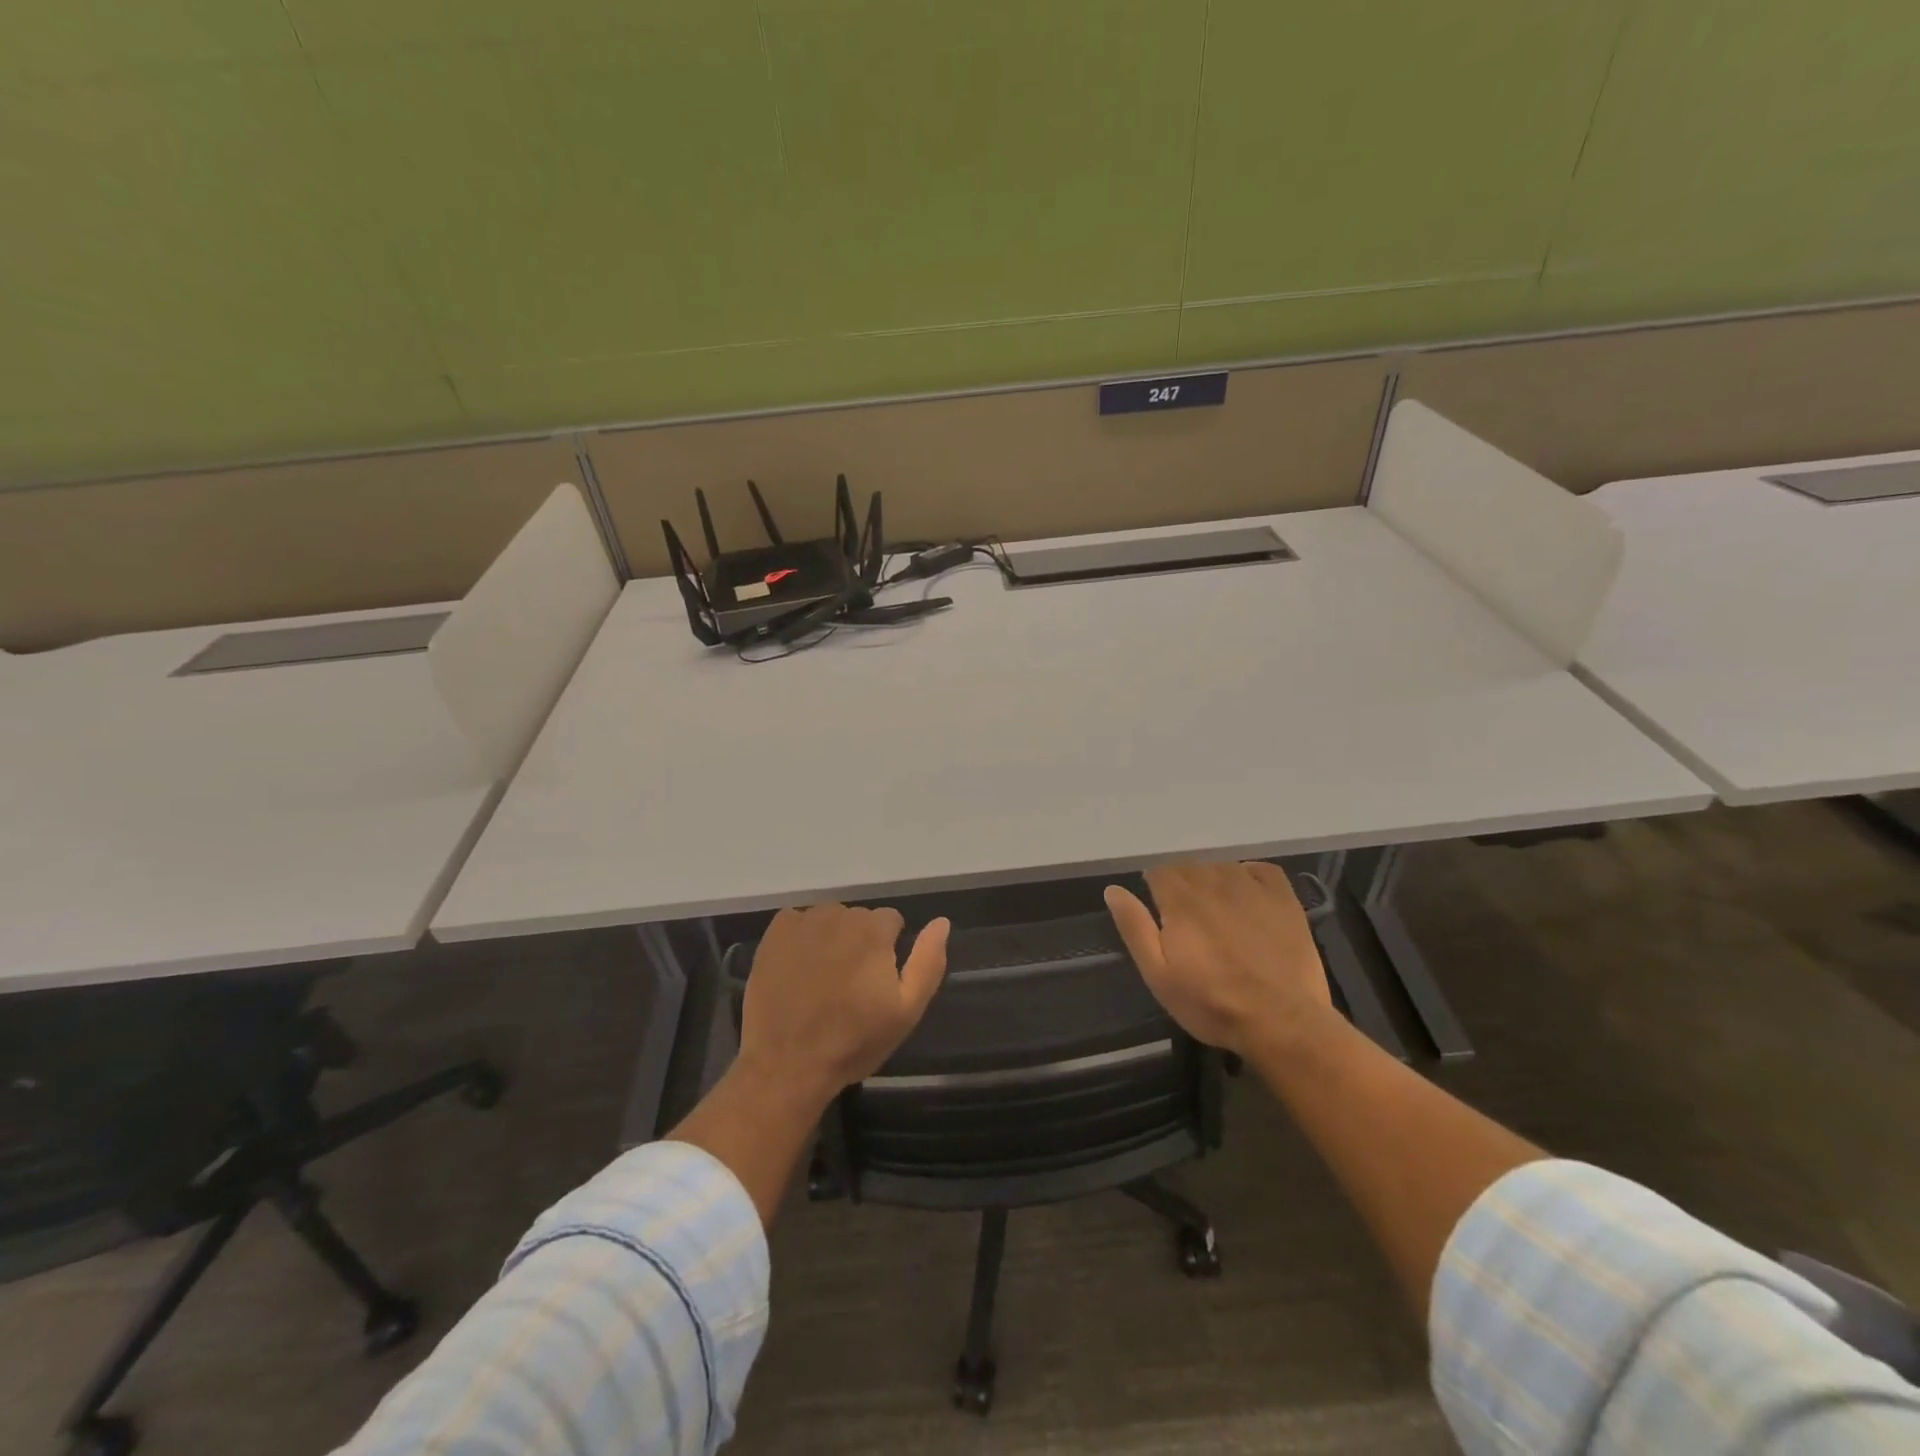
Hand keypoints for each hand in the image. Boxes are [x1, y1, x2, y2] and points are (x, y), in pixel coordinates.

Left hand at [737, 904, 949, 1101]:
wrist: (786, 1065)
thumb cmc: (853, 1041)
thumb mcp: (906, 1011)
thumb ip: (928, 962)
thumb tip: (941, 922)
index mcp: (874, 930)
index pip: (891, 921)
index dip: (889, 950)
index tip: (877, 981)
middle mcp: (839, 915)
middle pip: (859, 919)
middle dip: (860, 943)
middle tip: (849, 985)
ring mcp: (803, 922)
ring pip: (829, 919)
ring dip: (831, 939)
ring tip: (822, 979)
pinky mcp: (775, 933)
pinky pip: (797, 922)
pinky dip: (801, 938)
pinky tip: (798, 968)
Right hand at [1104, 861, 1334, 1056]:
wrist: (1283, 1023)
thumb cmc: (1212, 1004)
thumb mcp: (1159, 975)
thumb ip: (1135, 928)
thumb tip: (1113, 890)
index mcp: (1180, 900)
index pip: (1158, 871)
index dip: (1155, 888)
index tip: (1159, 911)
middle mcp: (1214, 883)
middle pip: (1189, 866)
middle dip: (1182, 885)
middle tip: (1187, 918)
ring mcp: (1252, 888)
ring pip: (1222, 866)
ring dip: (1213, 880)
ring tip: (1216, 910)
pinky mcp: (1283, 899)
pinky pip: (1261, 869)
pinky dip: (1249, 875)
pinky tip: (1247, 896)